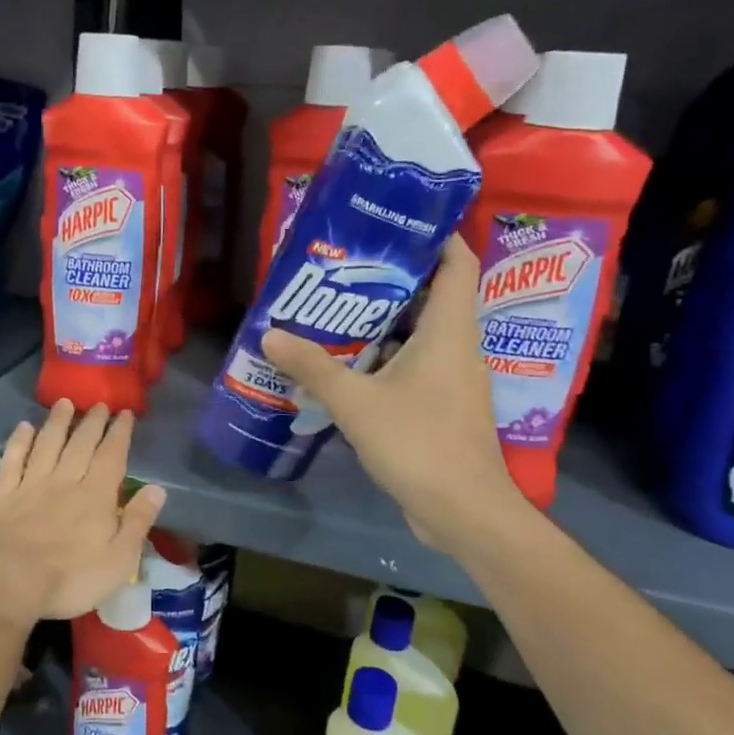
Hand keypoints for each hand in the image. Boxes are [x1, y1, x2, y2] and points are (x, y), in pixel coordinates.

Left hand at [0, 400, 165, 630]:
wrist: (5, 584)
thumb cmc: (68, 580)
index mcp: (95, 497)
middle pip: (80, 444)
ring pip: (47, 444)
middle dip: (92, 422)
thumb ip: (137, 522)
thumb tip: (158, 489)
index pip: (112, 456)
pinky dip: (19, 442)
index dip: (119, 433)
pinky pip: (12, 460)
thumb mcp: (119, 561)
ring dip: (57, 422)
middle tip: (99, 404)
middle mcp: (64, 482)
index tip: (125, 413)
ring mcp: (30, 485)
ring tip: (64, 403)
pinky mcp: (2, 495)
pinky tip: (23, 428)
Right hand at [261, 235, 525, 554]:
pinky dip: (384, 356)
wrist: (462, 511)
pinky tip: (346, 363)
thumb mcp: (356, 402)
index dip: (433, 236)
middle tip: (343, 266)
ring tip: (335, 308)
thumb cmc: (418, 443)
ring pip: (420, 333)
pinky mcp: (442, 406)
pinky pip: (414, 365)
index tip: (392, 223)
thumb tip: (271, 334)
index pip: (457, 262)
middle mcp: (458, 346)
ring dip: (384, 320)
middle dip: (391, 277)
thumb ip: (313, 366)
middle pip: (433, 294)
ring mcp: (452, 378)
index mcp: (450, 330)